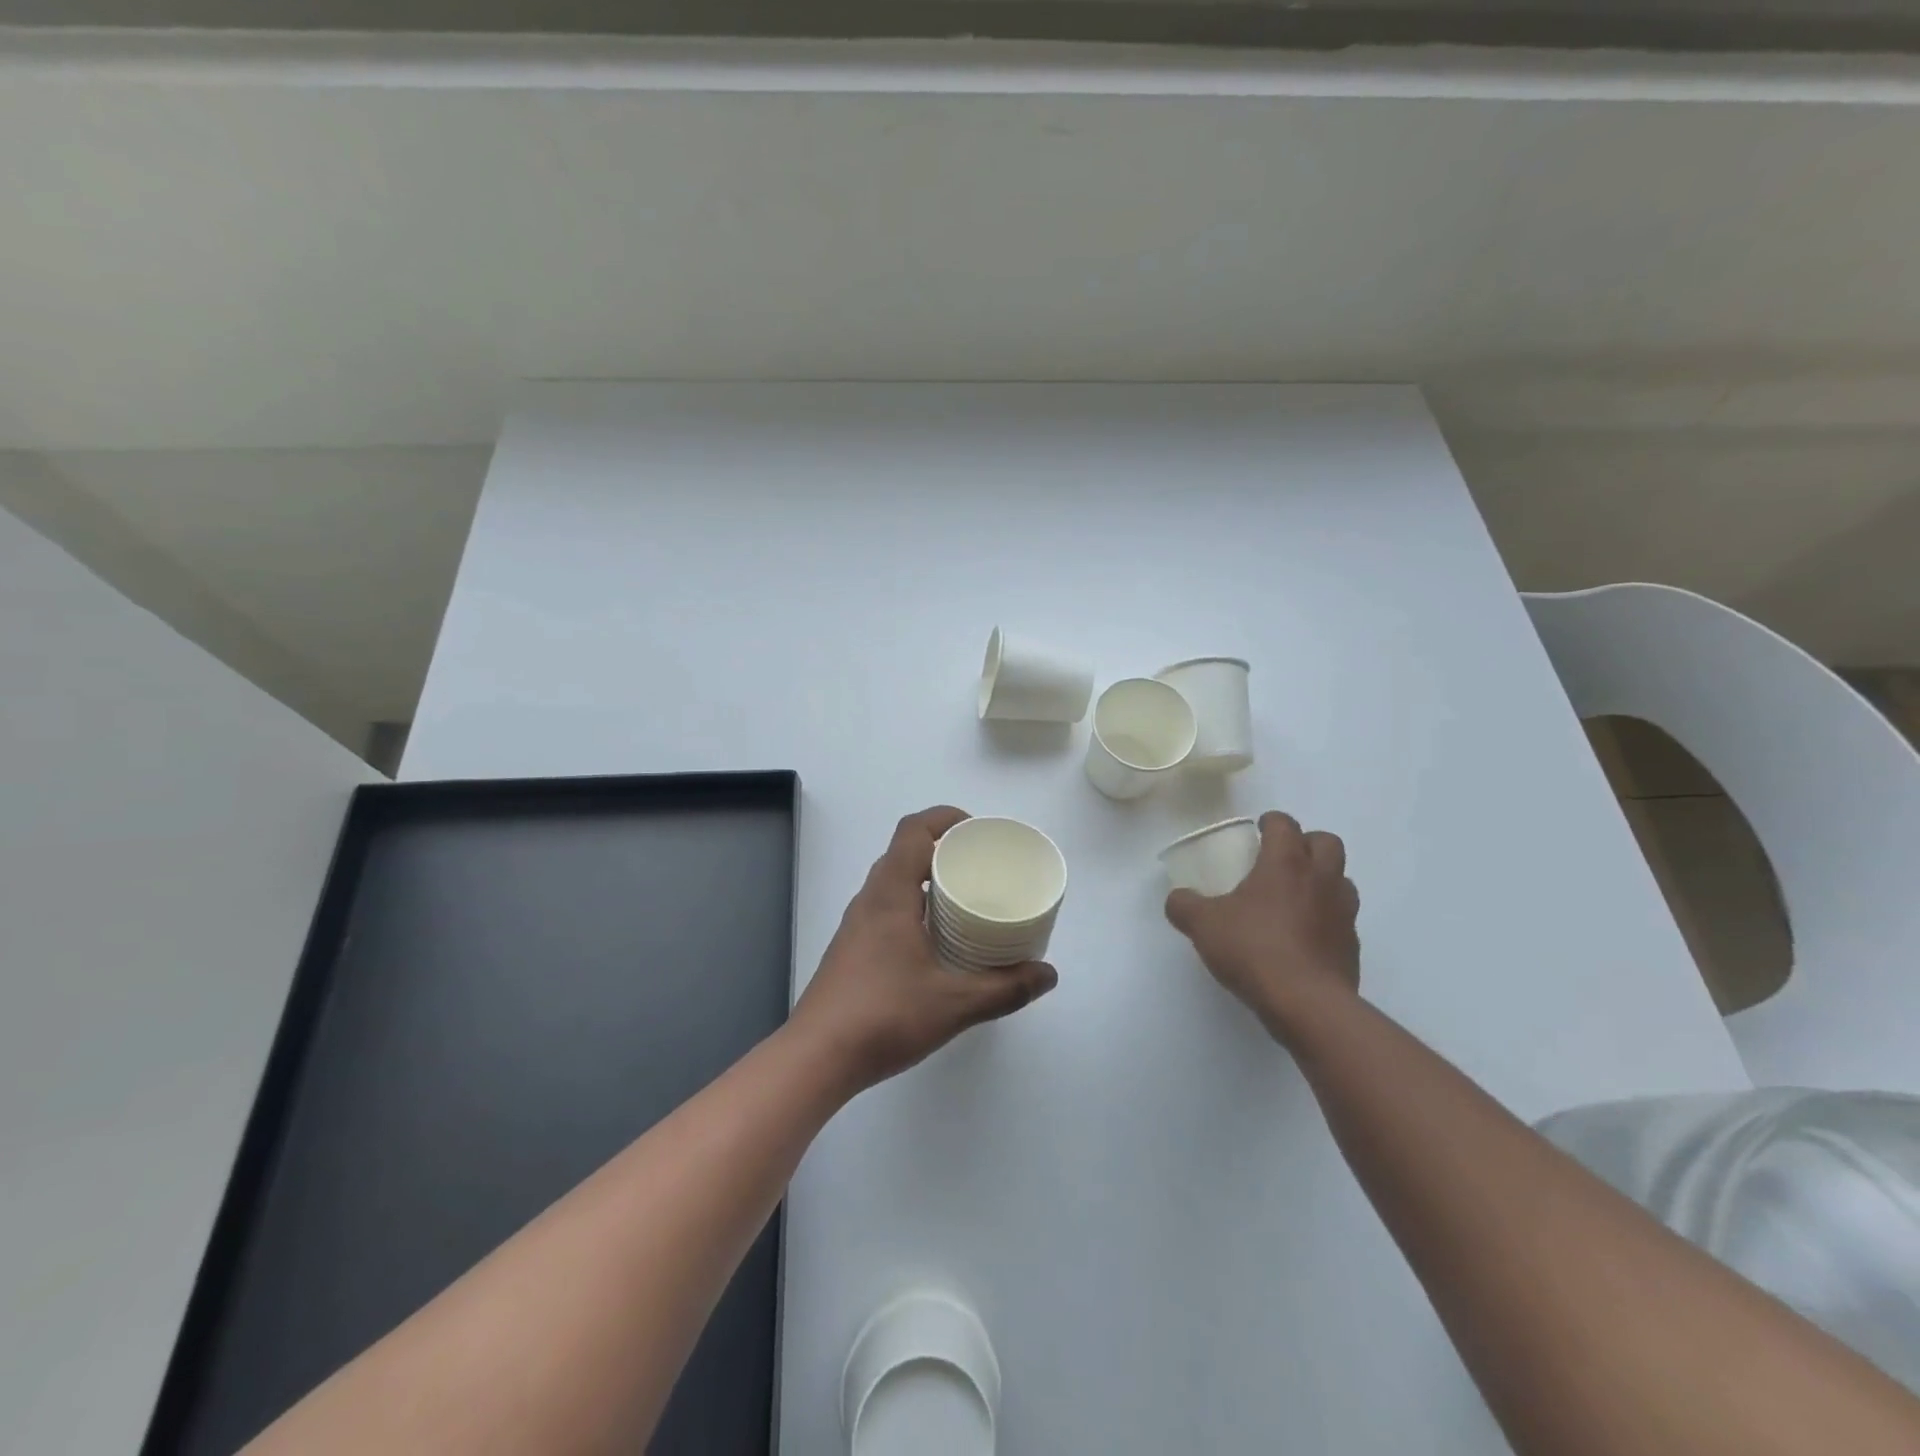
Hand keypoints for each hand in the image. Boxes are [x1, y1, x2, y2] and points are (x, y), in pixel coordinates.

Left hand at [790, 806, 1058, 1093]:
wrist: (817, 1057)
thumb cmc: (884, 1016)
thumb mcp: (955, 1003)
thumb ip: (1005, 988)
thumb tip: (1048, 975)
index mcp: (890, 894)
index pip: (913, 830)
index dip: (945, 818)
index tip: (979, 832)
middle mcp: (869, 899)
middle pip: (904, 851)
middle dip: (943, 848)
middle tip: (982, 867)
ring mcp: (857, 924)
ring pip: (894, 881)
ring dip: (927, 878)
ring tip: (966, 899)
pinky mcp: (853, 948)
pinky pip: (887, 907)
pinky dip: (914, 905)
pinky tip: (938, 939)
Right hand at [1164, 811, 1360, 1044]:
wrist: (1306, 1003)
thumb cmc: (1254, 949)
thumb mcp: (1203, 925)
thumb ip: (1185, 906)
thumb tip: (1177, 899)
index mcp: (1286, 863)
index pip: (1285, 824)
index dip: (1271, 821)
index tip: (1258, 830)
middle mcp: (1320, 878)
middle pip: (1327, 842)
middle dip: (1306, 842)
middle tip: (1282, 857)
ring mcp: (1343, 912)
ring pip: (1341, 879)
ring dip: (1322, 878)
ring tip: (1295, 896)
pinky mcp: (1351, 945)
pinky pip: (1343, 917)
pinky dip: (1326, 916)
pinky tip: (1303, 935)